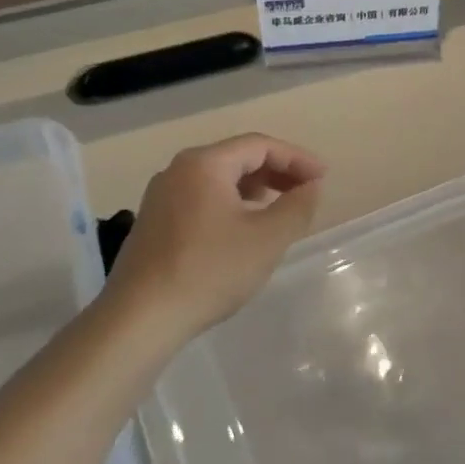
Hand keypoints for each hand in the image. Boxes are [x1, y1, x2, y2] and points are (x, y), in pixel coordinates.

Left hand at [103, 133, 324, 345]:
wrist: (141, 317)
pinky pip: (203, 198)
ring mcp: (162, 196)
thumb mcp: (267, 238)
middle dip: (278, 172)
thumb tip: (311, 186)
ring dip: (256, 188)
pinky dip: (233, 204)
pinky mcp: (156, 222)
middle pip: (238, 158)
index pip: (260, 145)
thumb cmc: (210, 270)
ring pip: (220, 179)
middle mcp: (179, 170)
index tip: (323, 178)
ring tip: (282, 209)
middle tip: (308, 192)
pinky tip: (245, 228)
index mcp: (205, 164)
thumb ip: (297, 206)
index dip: (297, 158)